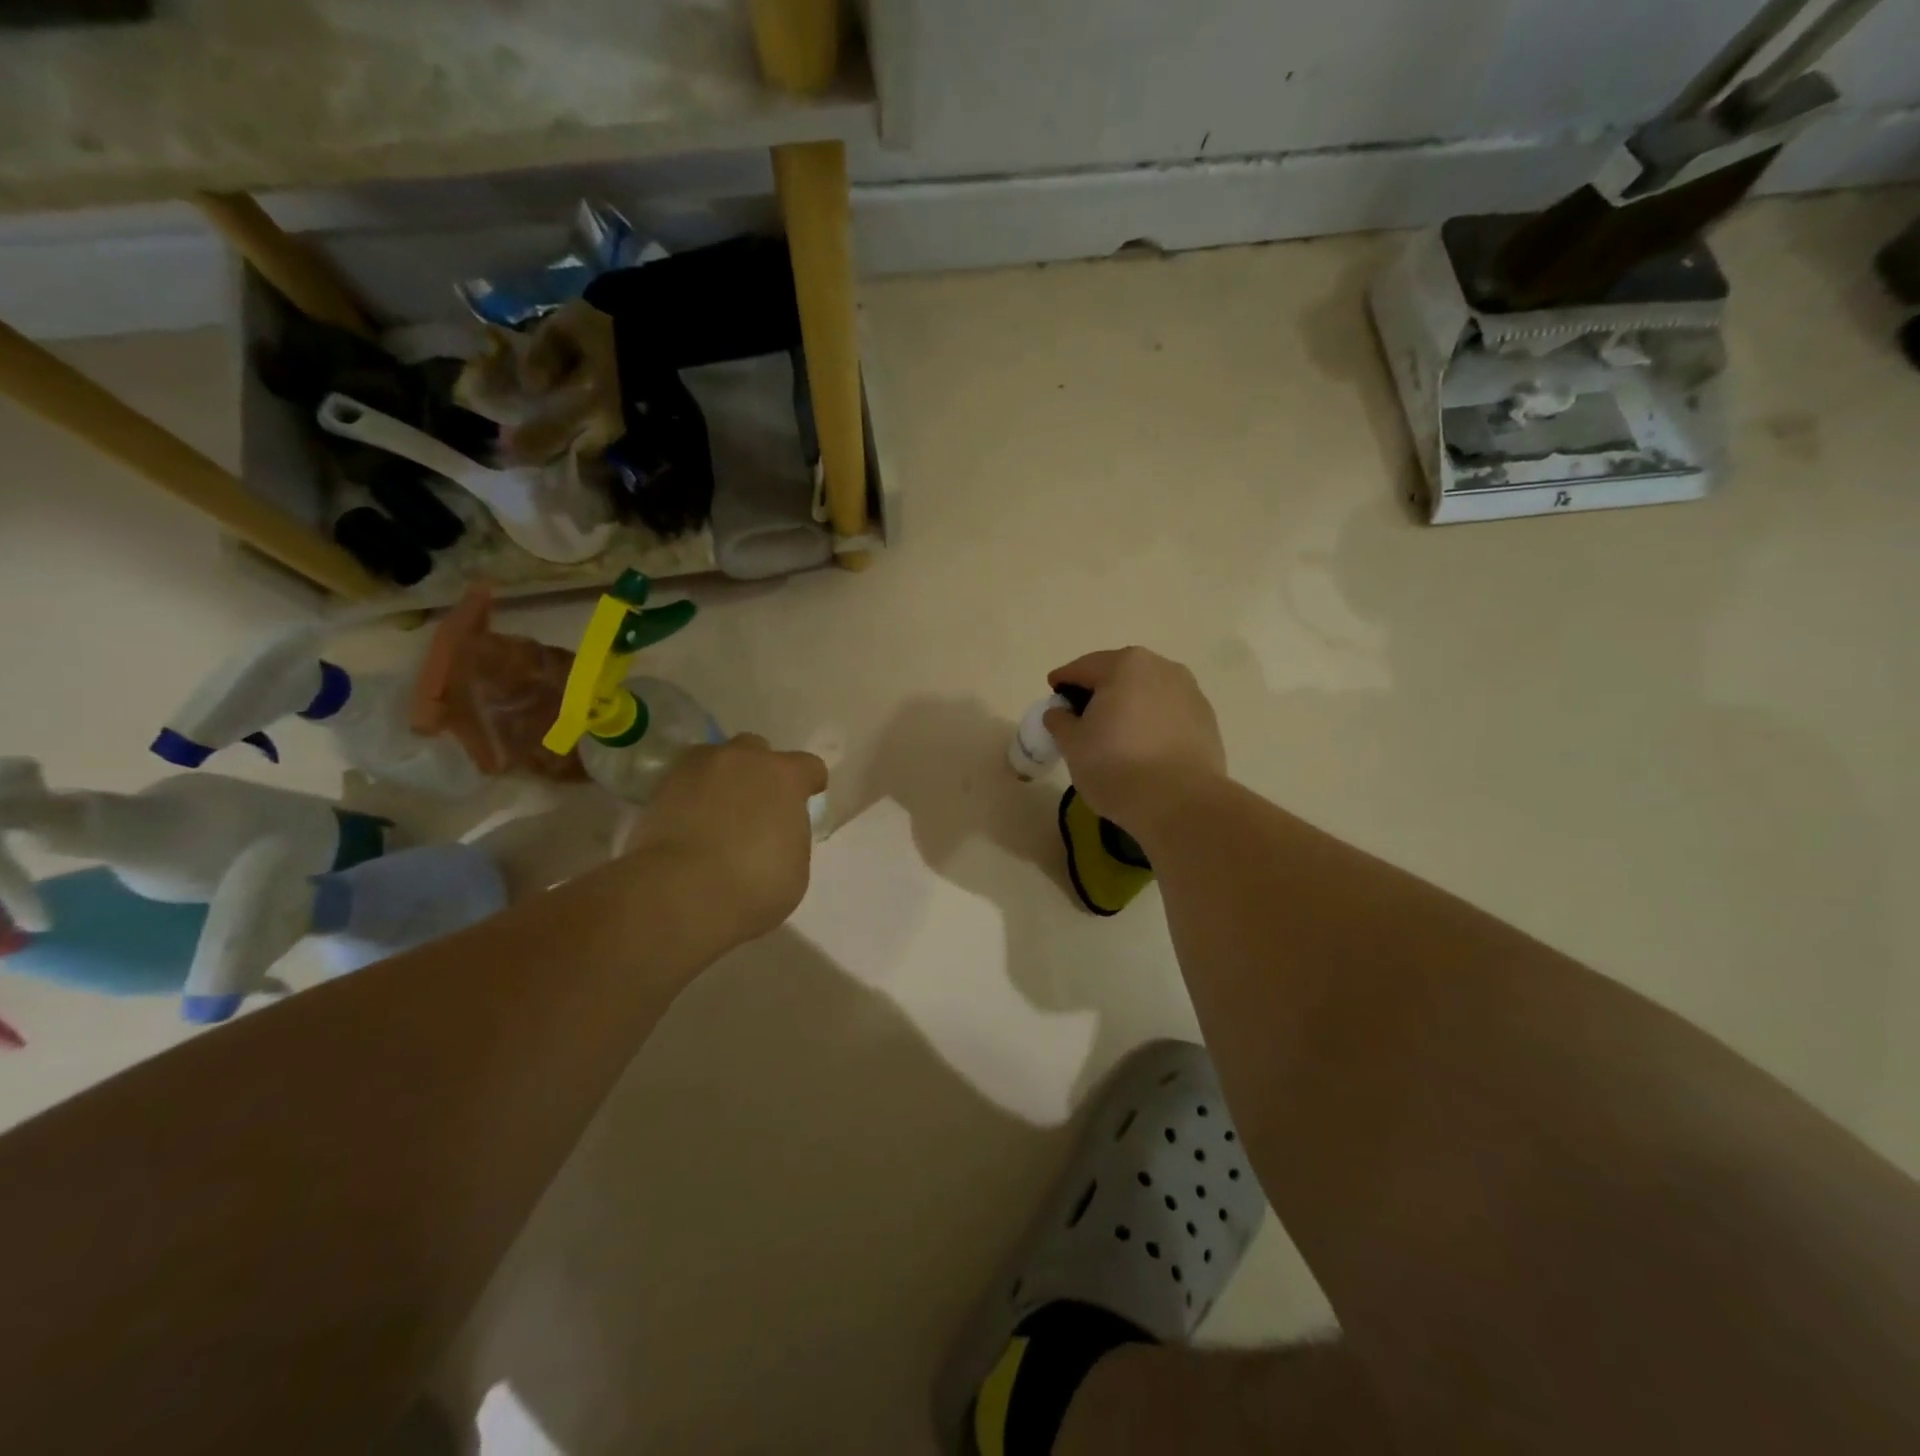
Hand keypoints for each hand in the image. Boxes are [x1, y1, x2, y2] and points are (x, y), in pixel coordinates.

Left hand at [634, 735, 827, 943]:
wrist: (681, 893)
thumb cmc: (755, 885)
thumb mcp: (796, 866)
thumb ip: (790, 835)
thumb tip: (776, 831)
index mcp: (785, 776)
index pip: (808, 766)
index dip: (809, 783)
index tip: (805, 800)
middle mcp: (743, 759)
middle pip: (757, 750)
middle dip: (759, 771)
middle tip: (755, 805)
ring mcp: (698, 767)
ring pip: (715, 759)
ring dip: (721, 778)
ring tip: (716, 811)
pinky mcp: (661, 786)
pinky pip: (684, 781)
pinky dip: (689, 796)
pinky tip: (688, 823)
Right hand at [1045, 648, 1226, 837]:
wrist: (1180, 803)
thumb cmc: (1117, 766)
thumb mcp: (1073, 745)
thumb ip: (1060, 721)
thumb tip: (1060, 713)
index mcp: (1125, 665)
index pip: (1083, 668)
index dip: (1063, 681)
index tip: (1052, 695)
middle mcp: (1162, 668)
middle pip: (1119, 675)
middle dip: (1099, 691)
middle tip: (1081, 716)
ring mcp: (1190, 692)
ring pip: (1147, 693)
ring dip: (1129, 705)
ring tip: (1115, 733)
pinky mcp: (1207, 720)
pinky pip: (1168, 713)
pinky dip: (1152, 722)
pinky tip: (1143, 747)